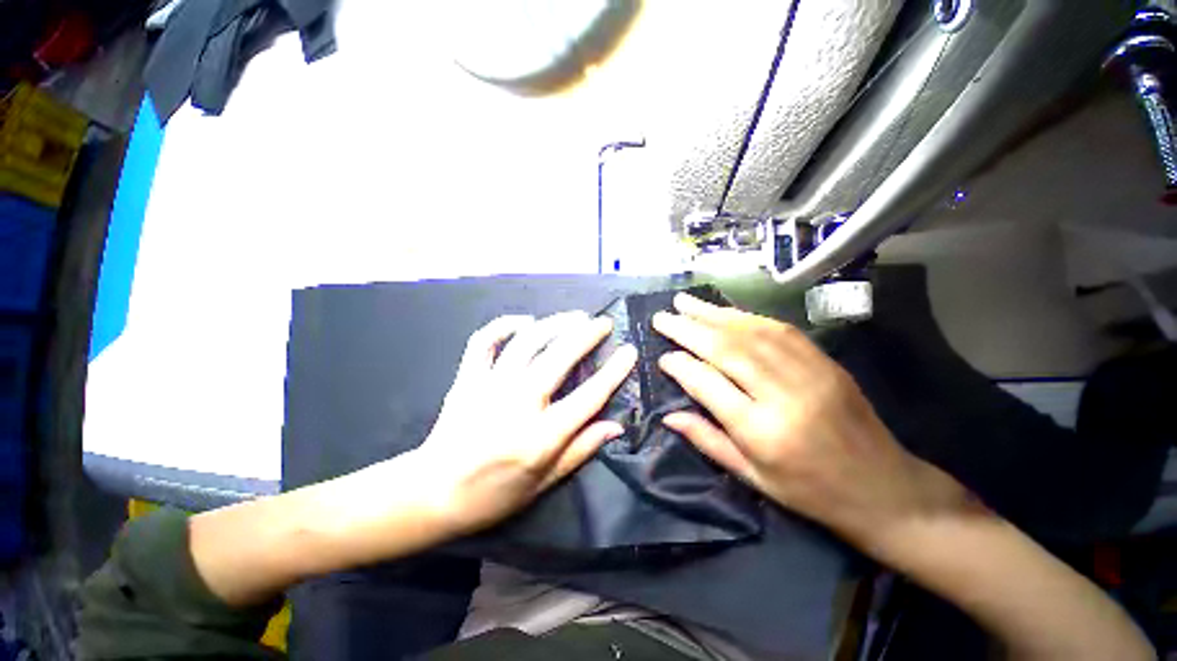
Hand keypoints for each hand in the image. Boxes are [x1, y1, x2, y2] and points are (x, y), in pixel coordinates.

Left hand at [415, 311, 637, 536]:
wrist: (432, 493)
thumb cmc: (493, 494)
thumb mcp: (544, 483)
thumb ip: (581, 450)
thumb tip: (616, 426)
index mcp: (541, 436)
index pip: (589, 396)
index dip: (614, 371)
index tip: (629, 351)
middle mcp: (518, 404)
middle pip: (560, 357)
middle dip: (587, 334)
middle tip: (603, 322)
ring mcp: (490, 386)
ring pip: (528, 341)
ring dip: (555, 324)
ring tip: (574, 317)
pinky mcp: (468, 378)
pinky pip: (485, 340)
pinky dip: (504, 325)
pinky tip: (525, 322)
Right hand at [652, 293, 967, 548]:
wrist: (885, 489)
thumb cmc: (810, 491)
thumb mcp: (752, 477)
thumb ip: (707, 440)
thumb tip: (668, 416)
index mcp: (762, 432)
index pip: (708, 385)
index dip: (680, 366)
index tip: (661, 356)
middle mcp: (783, 395)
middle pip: (726, 349)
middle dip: (688, 329)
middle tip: (662, 317)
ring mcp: (809, 372)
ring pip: (750, 332)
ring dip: (713, 314)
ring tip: (685, 302)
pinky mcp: (824, 361)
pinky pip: (778, 329)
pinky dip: (744, 316)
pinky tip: (724, 311)